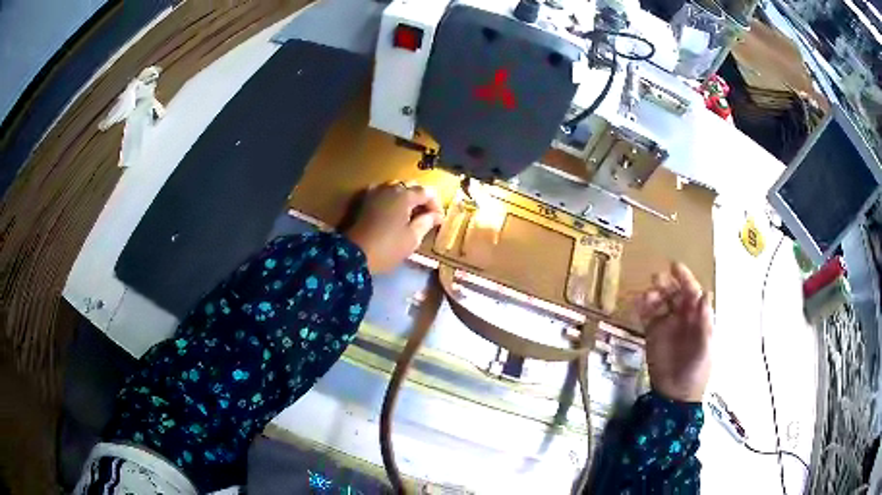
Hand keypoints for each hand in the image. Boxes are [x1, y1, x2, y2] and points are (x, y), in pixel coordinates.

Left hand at [344, 182, 443, 273]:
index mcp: (404, 195)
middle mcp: (390, 188)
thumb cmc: (387, 247)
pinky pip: (383, 193)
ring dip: (406, 198)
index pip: (427, 192)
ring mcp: (375, 192)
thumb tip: (436, 215)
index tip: (439, 220)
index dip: (436, 205)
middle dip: (422, 199)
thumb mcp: (412, 238)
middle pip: (412, 186)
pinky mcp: (364, 200)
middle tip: (427, 216)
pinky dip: (391, 199)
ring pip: (396, 188)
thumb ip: (426, 222)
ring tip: (411, 214)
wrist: (353, 254)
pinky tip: (393, 212)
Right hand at [636, 263, 712, 402]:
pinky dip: (641, 307)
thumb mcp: (705, 347)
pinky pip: (646, 315)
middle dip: (666, 283)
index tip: (674, 266)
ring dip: (653, 294)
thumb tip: (705, 293)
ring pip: (659, 302)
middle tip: (656, 279)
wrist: (676, 395)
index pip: (692, 292)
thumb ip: (705, 322)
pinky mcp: (651, 334)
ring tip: (646, 297)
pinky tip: (636, 304)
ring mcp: (666, 324)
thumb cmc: (696, 370)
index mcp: (698, 316)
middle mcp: (682, 316)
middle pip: (674, 293)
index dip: (685, 278)